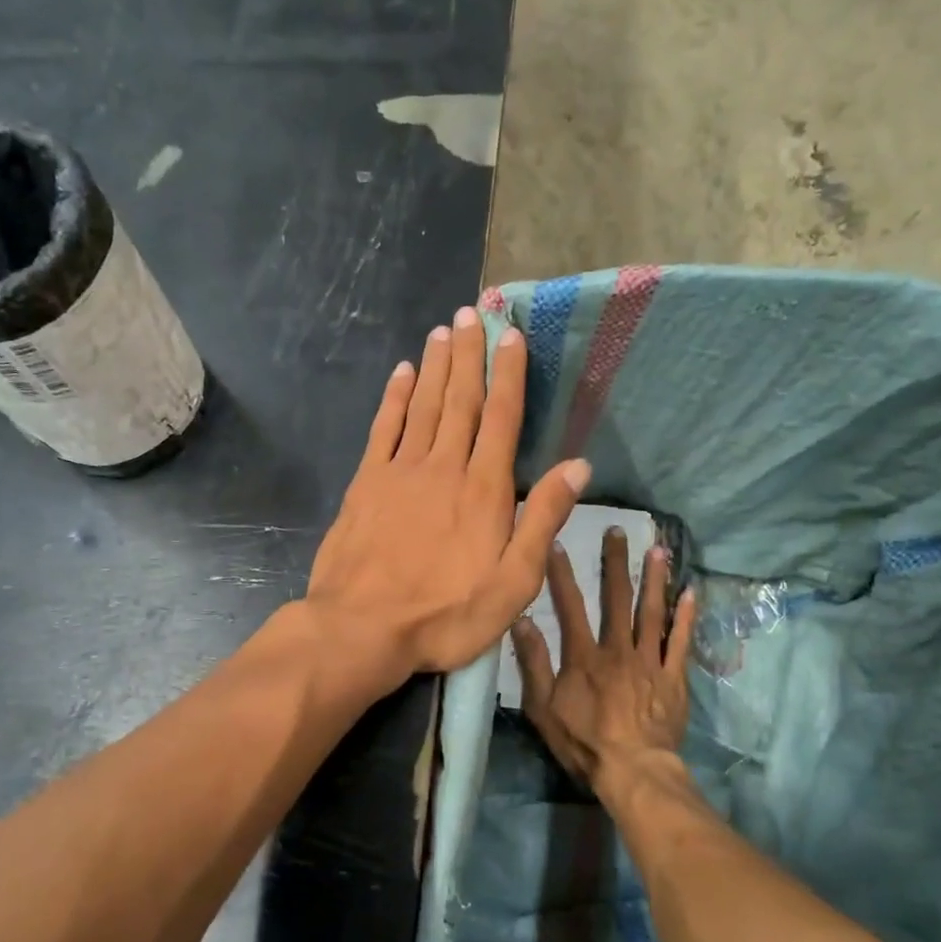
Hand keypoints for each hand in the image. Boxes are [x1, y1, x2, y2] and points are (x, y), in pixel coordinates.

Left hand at [304, 305, 590, 686]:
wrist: (362, 628)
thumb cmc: (446, 615)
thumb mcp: (514, 582)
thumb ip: (544, 520)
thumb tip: (578, 466)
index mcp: (484, 489)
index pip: (502, 418)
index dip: (509, 374)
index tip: (511, 335)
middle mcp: (443, 466)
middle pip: (460, 400)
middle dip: (469, 354)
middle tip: (472, 313)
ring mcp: (400, 472)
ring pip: (422, 405)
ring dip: (434, 366)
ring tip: (443, 331)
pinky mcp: (366, 484)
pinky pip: (383, 428)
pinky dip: (393, 398)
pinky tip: (400, 374)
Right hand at [513, 528, 696, 785]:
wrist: (633, 770)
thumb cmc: (583, 742)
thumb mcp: (543, 707)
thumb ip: (533, 663)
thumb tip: (520, 620)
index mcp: (584, 656)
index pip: (570, 606)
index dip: (563, 574)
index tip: (559, 542)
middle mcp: (618, 649)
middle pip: (617, 599)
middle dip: (615, 563)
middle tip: (618, 531)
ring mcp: (649, 661)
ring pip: (652, 612)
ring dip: (654, 579)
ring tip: (658, 549)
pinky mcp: (673, 677)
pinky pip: (681, 642)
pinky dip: (686, 617)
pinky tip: (691, 592)